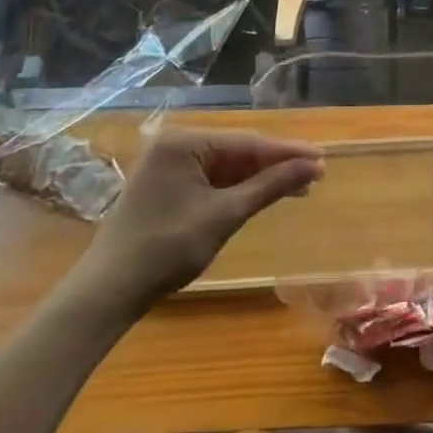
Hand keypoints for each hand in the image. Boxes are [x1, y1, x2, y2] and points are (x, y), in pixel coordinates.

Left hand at [64, 130, 323, 316]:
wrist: (110, 290)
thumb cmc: (167, 248)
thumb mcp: (224, 215)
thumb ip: (270, 186)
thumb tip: (312, 166)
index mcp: (185, 142)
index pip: (248, 142)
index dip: (287, 152)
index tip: (322, 158)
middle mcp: (176, 145)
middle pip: (239, 150)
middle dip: (277, 164)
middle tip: (316, 175)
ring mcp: (170, 166)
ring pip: (228, 166)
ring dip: (261, 178)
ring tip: (299, 187)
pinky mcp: (169, 186)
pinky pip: (213, 180)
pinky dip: (239, 189)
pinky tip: (264, 194)